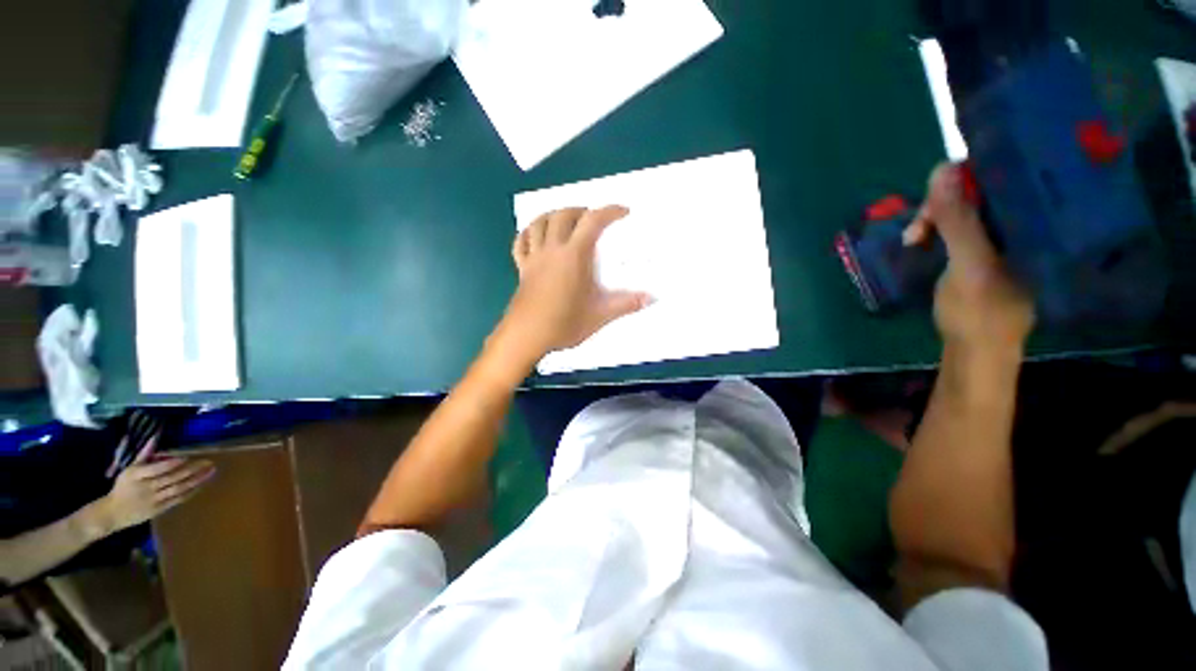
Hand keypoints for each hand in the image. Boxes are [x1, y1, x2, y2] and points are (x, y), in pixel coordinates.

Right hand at [101, 440, 214, 531]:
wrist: (112, 513)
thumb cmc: (123, 487)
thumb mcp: (129, 469)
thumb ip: (144, 455)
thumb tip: (155, 437)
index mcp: (136, 476)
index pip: (157, 469)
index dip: (172, 463)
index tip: (187, 455)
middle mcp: (146, 488)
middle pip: (172, 478)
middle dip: (192, 470)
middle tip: (208, 461)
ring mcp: (154, 500)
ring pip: (178, 489)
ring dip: (196, 480)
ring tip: (211, 471)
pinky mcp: (159, 509)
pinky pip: (178, 499)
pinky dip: (191, 491)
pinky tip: (202, 484)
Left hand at [500, 206, 650, 359]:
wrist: (526, 336)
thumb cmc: (564, 324)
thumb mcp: (600, 315)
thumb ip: (626, 304)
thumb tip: (651, 299)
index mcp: (574, 256)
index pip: (593, 222)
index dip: (609, 211)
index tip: (623, 212)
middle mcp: (552, 250)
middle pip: (563, 215)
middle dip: (580, 210)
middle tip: (592, 218)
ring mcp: (534, 258)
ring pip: (539, 224)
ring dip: (553, 215)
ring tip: (565, 220)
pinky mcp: (522, 269)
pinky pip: (521, 243)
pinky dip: (528, 233)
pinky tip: (535, 235)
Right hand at [904, 163, 1033, 353]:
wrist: (975, 352)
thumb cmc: (979, 313)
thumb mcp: (968, 264)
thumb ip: (957, 220)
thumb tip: (941, 168)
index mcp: (1034, 222)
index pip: (1004, 177)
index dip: (966, 180)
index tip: (934, 202)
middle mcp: (1023, 223)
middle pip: (981, 190)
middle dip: (942, 204)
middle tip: (917, 230)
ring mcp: (1003, 237)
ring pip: (966, 208)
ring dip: (934, 218)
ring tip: (914, 239)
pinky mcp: (984, 250)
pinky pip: (961, 224)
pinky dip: (937, 229)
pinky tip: (923, 239)